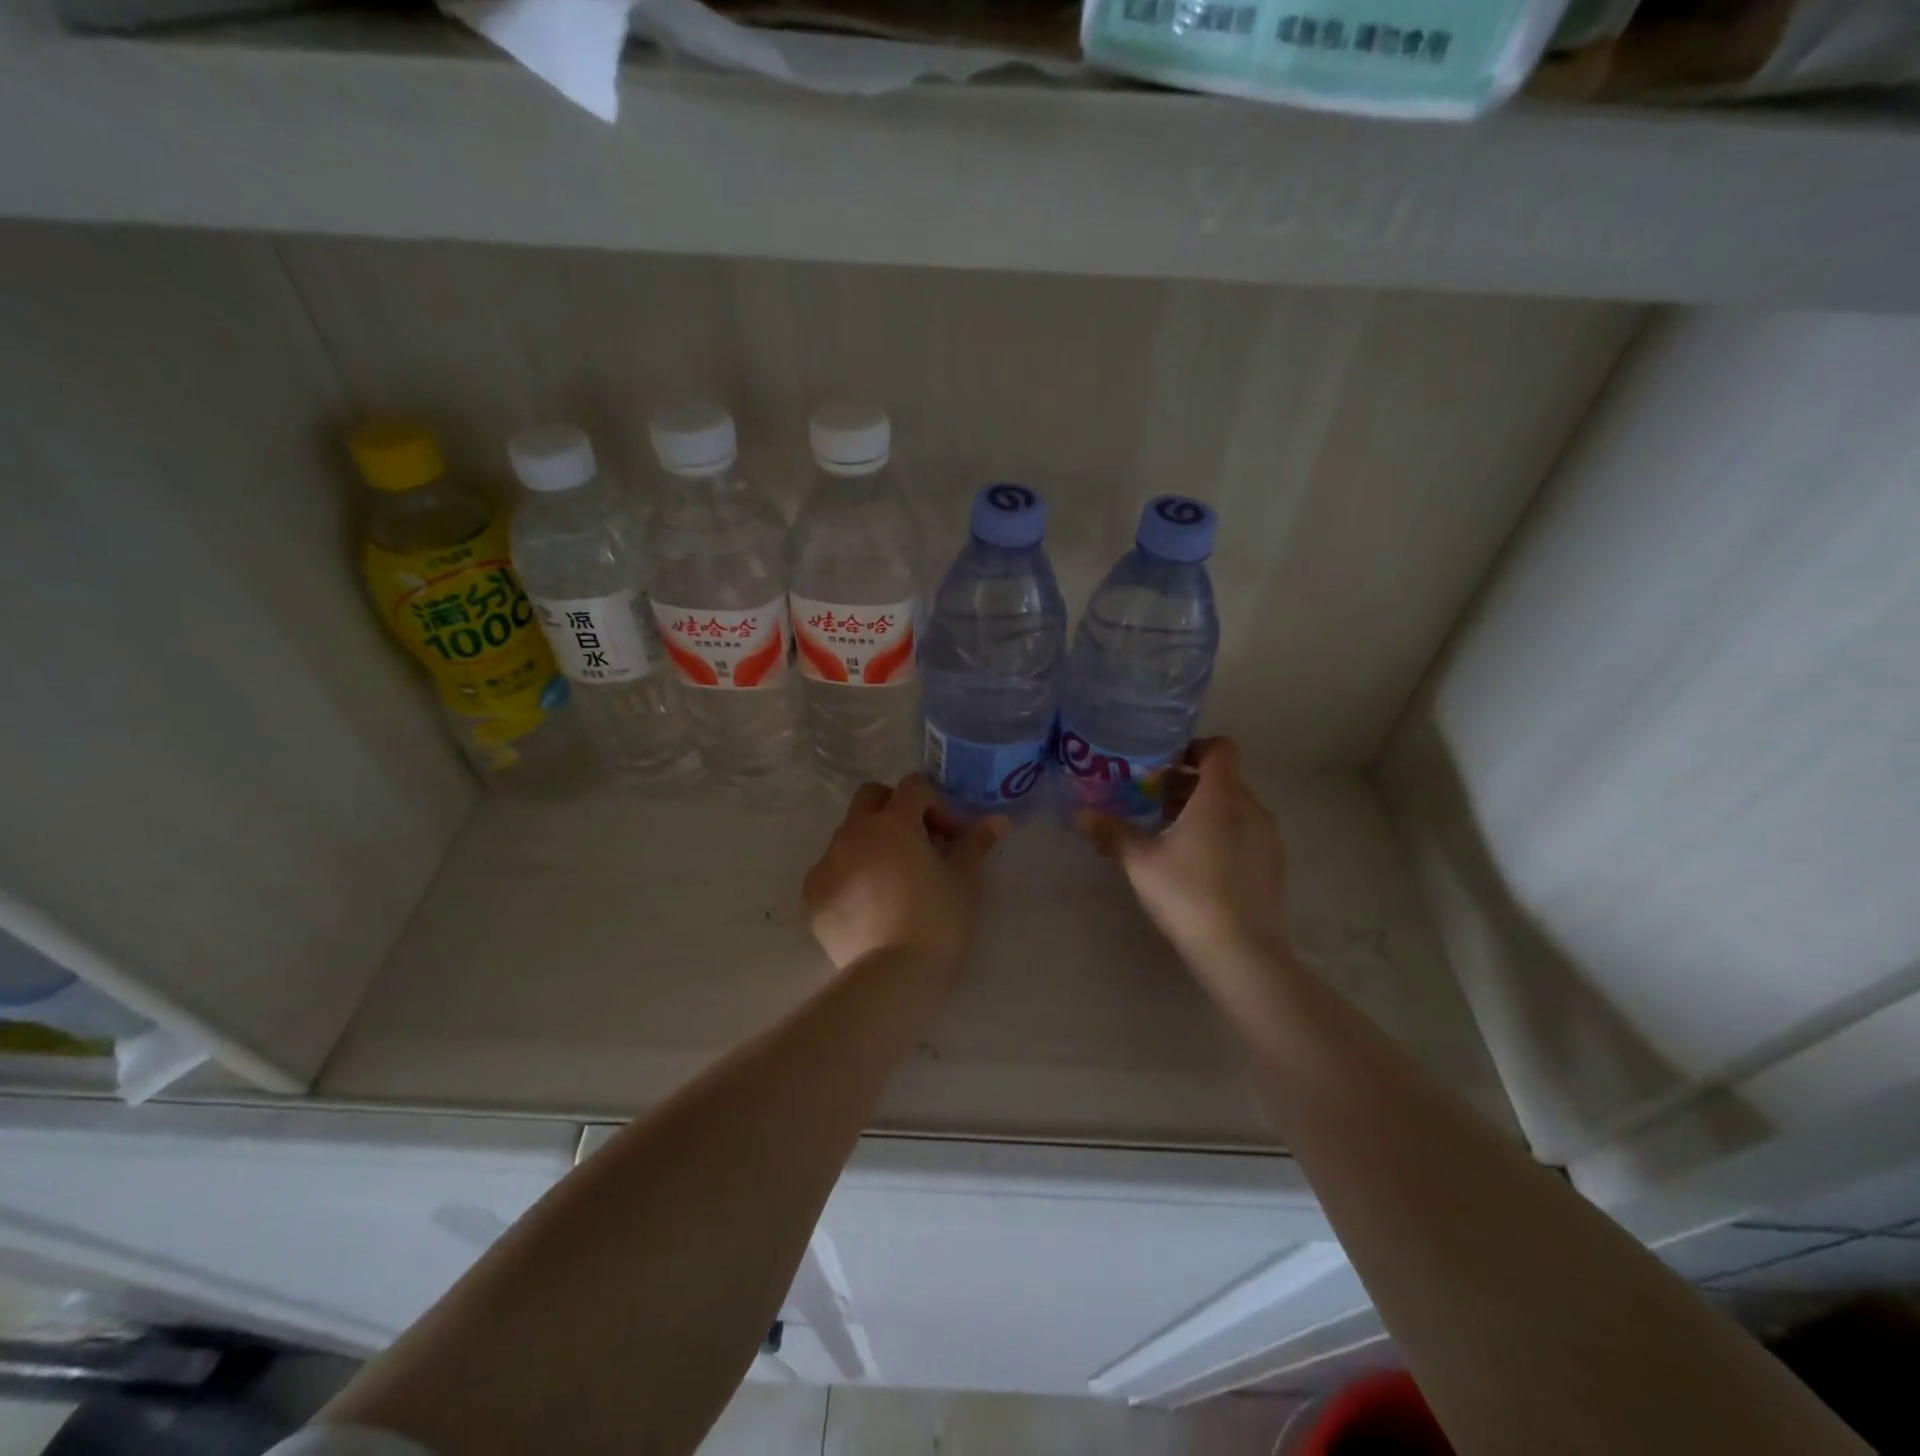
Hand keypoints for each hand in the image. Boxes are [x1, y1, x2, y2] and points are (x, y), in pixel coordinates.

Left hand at [803, 775, 1008, 972]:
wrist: (892, 977)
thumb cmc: (937, 921)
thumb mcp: (964, 880)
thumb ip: (975, 843)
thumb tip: (998, 820)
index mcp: (893, 822)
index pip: (914, 787)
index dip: (936, 804)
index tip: (950, 836)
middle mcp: (854, 832)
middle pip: (870, 797)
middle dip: (894, 808)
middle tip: (917, 842)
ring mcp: (827, 863)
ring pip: (848, 834)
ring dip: (871, 843)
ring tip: (893, 880)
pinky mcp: (811, 895)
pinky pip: (830, 871)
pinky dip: (849, 877)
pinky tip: (869, 907)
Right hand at [1076, 738, 1289, 968]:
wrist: (1242, 951)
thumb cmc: (1188, 893)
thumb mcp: (1140, 862)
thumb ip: (1112, 833)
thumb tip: (1079, 815)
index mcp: (1221, 796)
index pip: (1220, 748)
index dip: (1193, 748)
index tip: (1164, 765)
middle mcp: (1251, 808)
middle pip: (1223, 779)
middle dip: (1188, 785)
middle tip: (1152, 802)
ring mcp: (1268, 838)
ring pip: (1235, 808)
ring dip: (1205, 811)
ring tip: (1172, 836)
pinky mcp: (1273, 865)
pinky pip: (1246, 833)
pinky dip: (1223, 835)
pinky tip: (1198, 866)